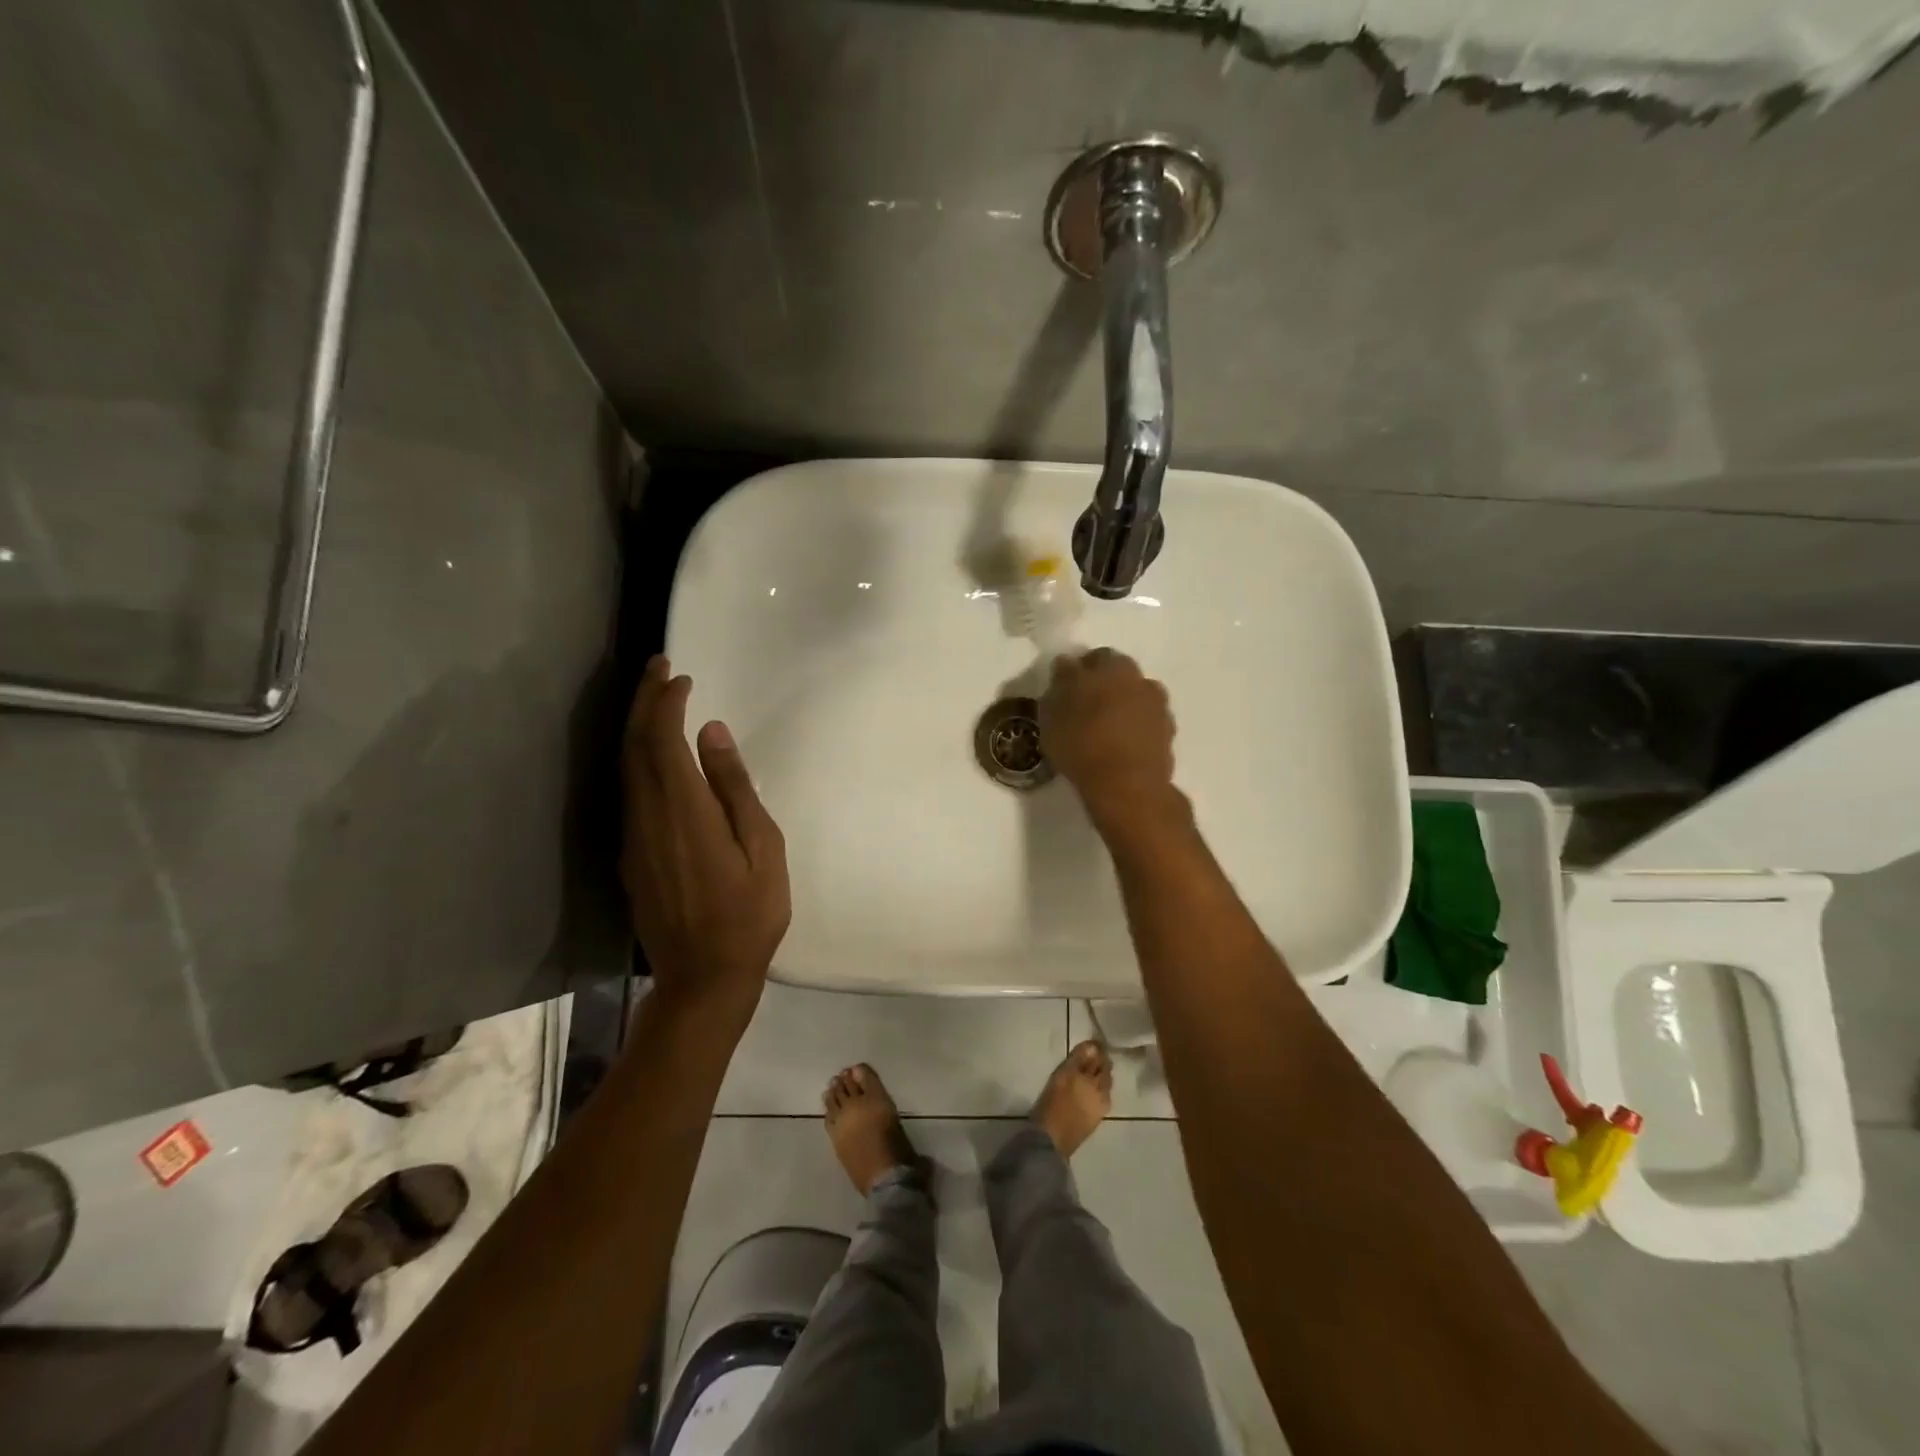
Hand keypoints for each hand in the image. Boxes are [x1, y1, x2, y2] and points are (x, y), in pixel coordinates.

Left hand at [622, 655, 789, 1031]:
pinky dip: (638, 759)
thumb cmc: (749, 915)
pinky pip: (629, 792)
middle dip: (643, 702)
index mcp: (684, 811)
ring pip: (625, 768)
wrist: (703, 977)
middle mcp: (647, 817)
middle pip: (634, 746)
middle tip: (659, 668)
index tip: (680, 675)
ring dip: (637, 728)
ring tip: (656, 699)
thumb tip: (712, 734)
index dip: (666, 702)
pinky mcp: (630, 856)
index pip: (663, 740)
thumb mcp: (763, 849)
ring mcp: (633, 838)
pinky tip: (655, 755)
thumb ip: (735, 788)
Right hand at [1039, 648, 1178, 832]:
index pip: (1094, 659)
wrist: (1126, 786)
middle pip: (1119, 678)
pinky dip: (1134, 732)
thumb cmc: (1082, 743)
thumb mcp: (1052, 712)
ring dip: (1122, 710)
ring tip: (1102, 733)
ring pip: (1135, 701)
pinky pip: (1145, 726)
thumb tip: (1066, 666)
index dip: (1079, 673)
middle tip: (1083, 711)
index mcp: (1113, 666)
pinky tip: (1119, 749)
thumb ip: (1060, 683)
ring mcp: (1159, 708)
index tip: (1067, 691)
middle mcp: (1142, 680)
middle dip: (1103, 689)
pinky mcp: (1168, 736)